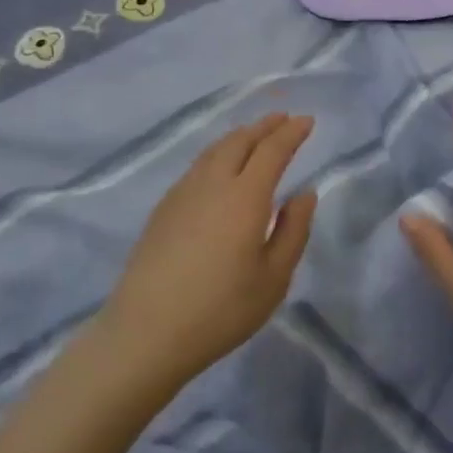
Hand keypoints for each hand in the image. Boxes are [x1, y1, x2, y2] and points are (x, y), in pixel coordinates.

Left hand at [102, 113, 317, 385]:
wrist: (145, 333)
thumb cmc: (220, 310)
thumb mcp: (274, 278)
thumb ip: (293, 231)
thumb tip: (304, 194)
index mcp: (245, 197)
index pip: (272, 150)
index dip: (291, 133)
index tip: (307, 121)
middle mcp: (213, 184)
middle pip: (240, 141)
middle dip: (264, 126)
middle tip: (283, 119)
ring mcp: (182, 194)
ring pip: (214, 150)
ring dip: (239, 137)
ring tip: (254, 135)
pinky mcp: (163, 209)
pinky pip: (197, 166)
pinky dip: (217, 154)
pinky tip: (219, 168)